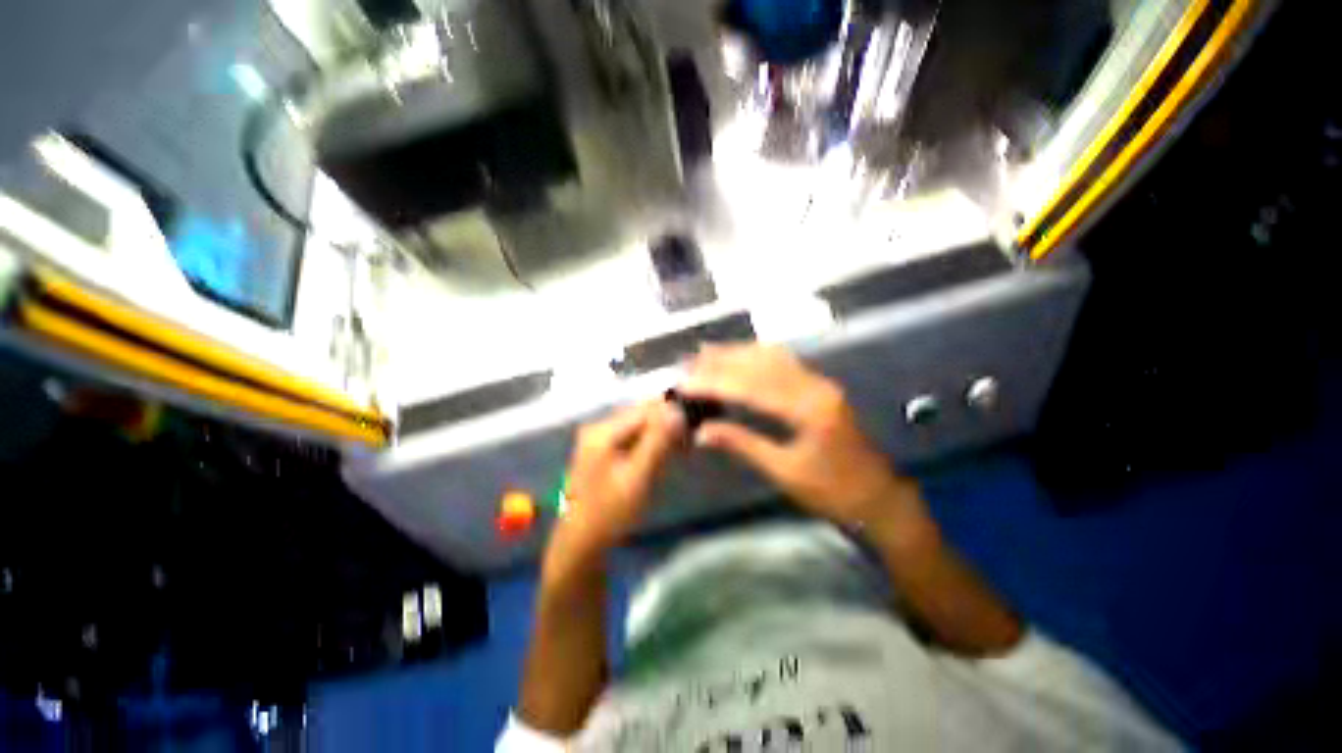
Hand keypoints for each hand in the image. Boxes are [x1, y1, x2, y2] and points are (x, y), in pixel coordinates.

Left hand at [544, 400, 684, 577]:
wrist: (582, 541)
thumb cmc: (610, 512)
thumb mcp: (638, 477)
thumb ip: (657, 442)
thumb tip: (677, 410)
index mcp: (602, 431)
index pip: (644, 410)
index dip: (670, 414)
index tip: (692, 426)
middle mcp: (598, 427)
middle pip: (640, 415)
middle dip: (665, 424)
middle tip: (687, 441)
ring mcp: (598, 437)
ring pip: (638, 425)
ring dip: (659, 434)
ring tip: (679, 449)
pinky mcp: (602, 448)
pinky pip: (631, 436)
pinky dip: (649, 443)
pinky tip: (662, 454)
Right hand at [679, 345, 918, 529]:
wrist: (879, 498)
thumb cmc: (833, 492)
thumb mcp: (784, 472)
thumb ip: (742, 444)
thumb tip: (702, 431)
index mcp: (809, 409)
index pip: (751, 387)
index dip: (715, 383)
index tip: (685, 383)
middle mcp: (815, 386)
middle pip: (761, 363)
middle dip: (722, 361)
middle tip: (690, 361)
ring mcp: (820, 383)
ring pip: (773, 357)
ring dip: (737, 353)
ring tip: (706, 353)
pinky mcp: (820, 387)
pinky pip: (784, 363)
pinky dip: (756, 358)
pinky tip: (739, 358)